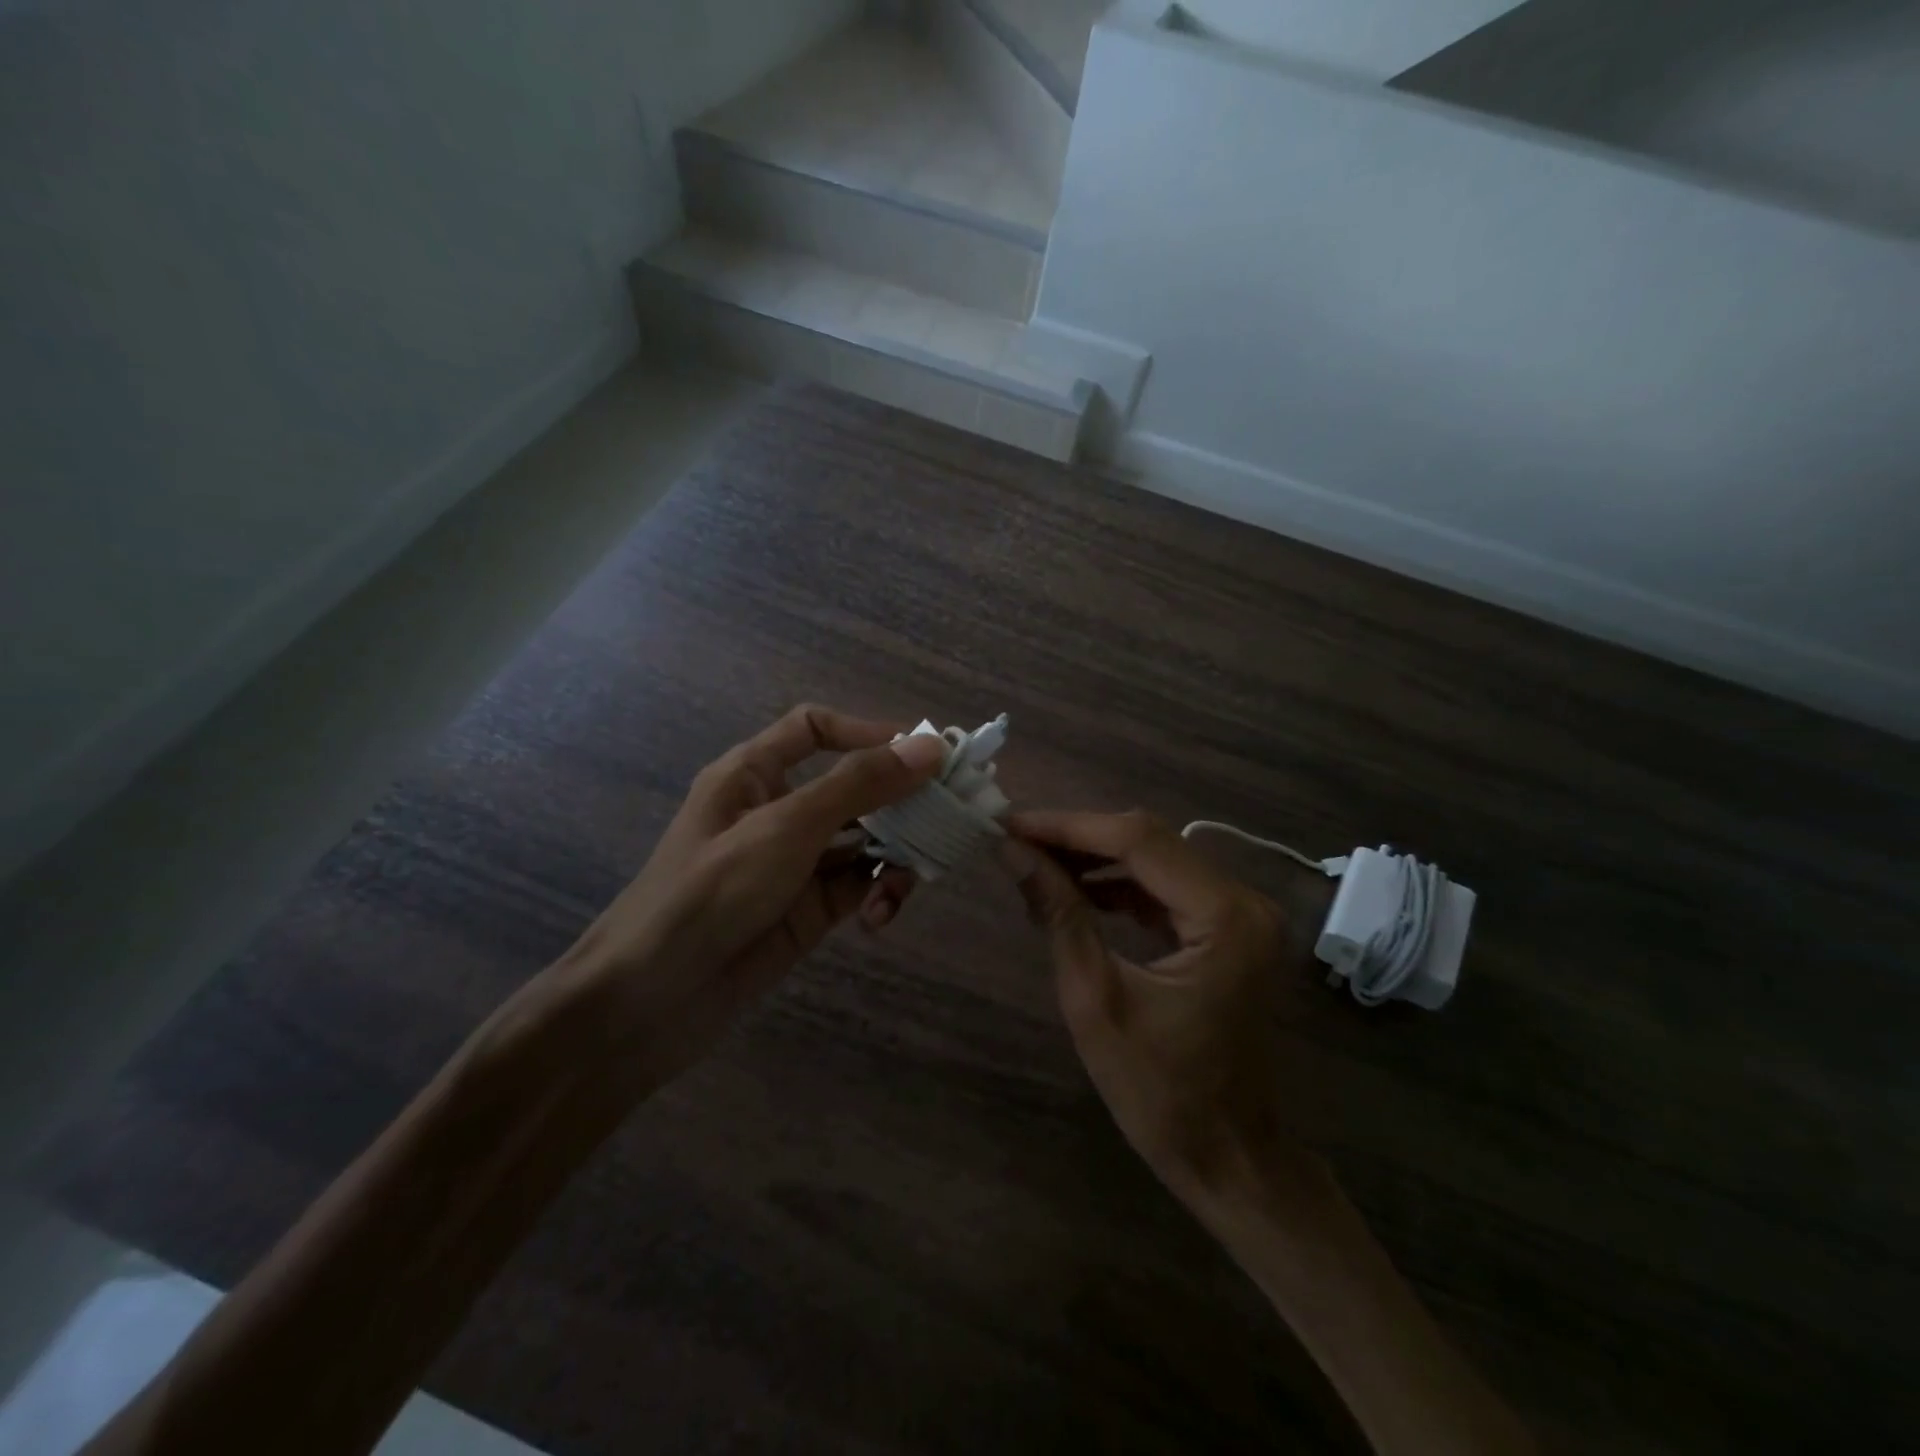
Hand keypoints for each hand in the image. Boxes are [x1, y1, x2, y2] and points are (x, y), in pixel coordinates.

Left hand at [546, 705, 946, 1094]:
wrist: (649, 1003)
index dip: (868, 733)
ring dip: (895, 854)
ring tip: (910, 879)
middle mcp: (778, 811)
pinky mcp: (809, 910)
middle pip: (854, 787)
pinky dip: (878, 895)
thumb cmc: (710, 892)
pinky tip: (880, 916)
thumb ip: (860, 785)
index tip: (923, 754)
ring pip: (866, 840)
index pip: (815, 729)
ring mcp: (796, 863)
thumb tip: (930, 747)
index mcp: (754, 774)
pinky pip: (859, 886)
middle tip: (949, 818)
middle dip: (900, 802)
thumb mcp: (787, 827)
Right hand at [1002, 810, 1315, 1205]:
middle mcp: (1244, 900)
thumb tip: (1012, 852)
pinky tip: (1076, 892)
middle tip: (1015, 841)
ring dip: (1095, 858)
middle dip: (1077, 837)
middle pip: (1149, 841)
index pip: (1137, 841)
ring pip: (1156, 860)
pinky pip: (1167, 889)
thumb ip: (1059, 914)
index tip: (1009, 824)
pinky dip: (1120, 886)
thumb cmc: (1161, 1093)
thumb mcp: (1096, 1000)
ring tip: (1035, 864)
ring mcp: (1241, 914)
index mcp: (1224, 916)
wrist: (1230, 1158)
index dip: (1067, 826)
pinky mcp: (1230, 930)